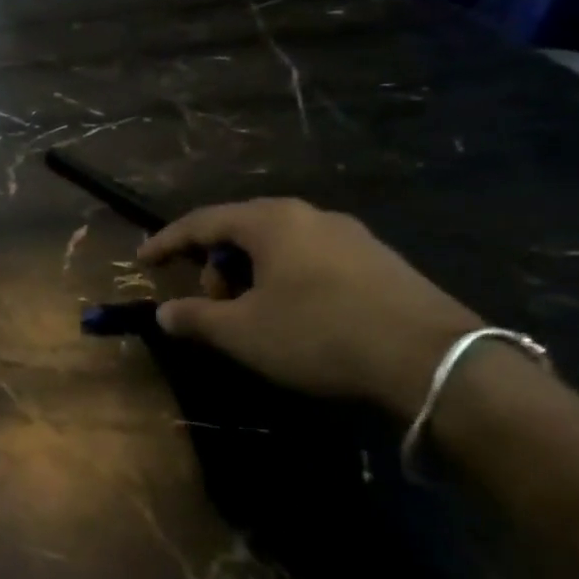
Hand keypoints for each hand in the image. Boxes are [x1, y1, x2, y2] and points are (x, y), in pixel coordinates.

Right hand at [139, 199, 480, 418]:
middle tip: (211, 303)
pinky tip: (295, 315)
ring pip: (279, 245)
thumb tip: (165, 313)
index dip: (166, 242)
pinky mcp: (381, 261)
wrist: (436, 362)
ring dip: (250, 273)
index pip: (201, 222)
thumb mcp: (242, 332)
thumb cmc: (319, 335)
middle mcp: (310, 216)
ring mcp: (352, 236)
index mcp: (271, 222)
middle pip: (242, 229)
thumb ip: (195, 318)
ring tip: (252, 314)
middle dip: (214, 263)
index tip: (142, 261)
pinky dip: (286, 279)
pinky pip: (312, 259)